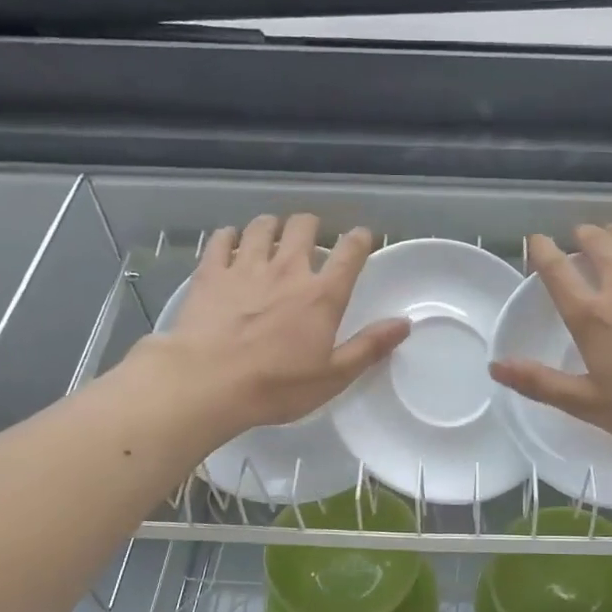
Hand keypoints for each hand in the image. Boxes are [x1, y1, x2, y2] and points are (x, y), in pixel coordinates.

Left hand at [133, 214, 409, 433]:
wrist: (207, 382)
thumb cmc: (276, 386)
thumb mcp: (333, 376)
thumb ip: (369, 347)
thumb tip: (404, 323)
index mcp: (322, 296)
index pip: (349, 253)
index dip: (359, 240)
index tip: (362, 237)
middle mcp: (287, 270)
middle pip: (303, 227)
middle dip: (311, 225)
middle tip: (310, 236)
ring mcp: (245, 267)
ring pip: (262, 227)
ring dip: (271, 226)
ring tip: (272, 234)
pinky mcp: (210, 273)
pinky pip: (221, 239)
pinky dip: (230, 236)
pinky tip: (231, 242)